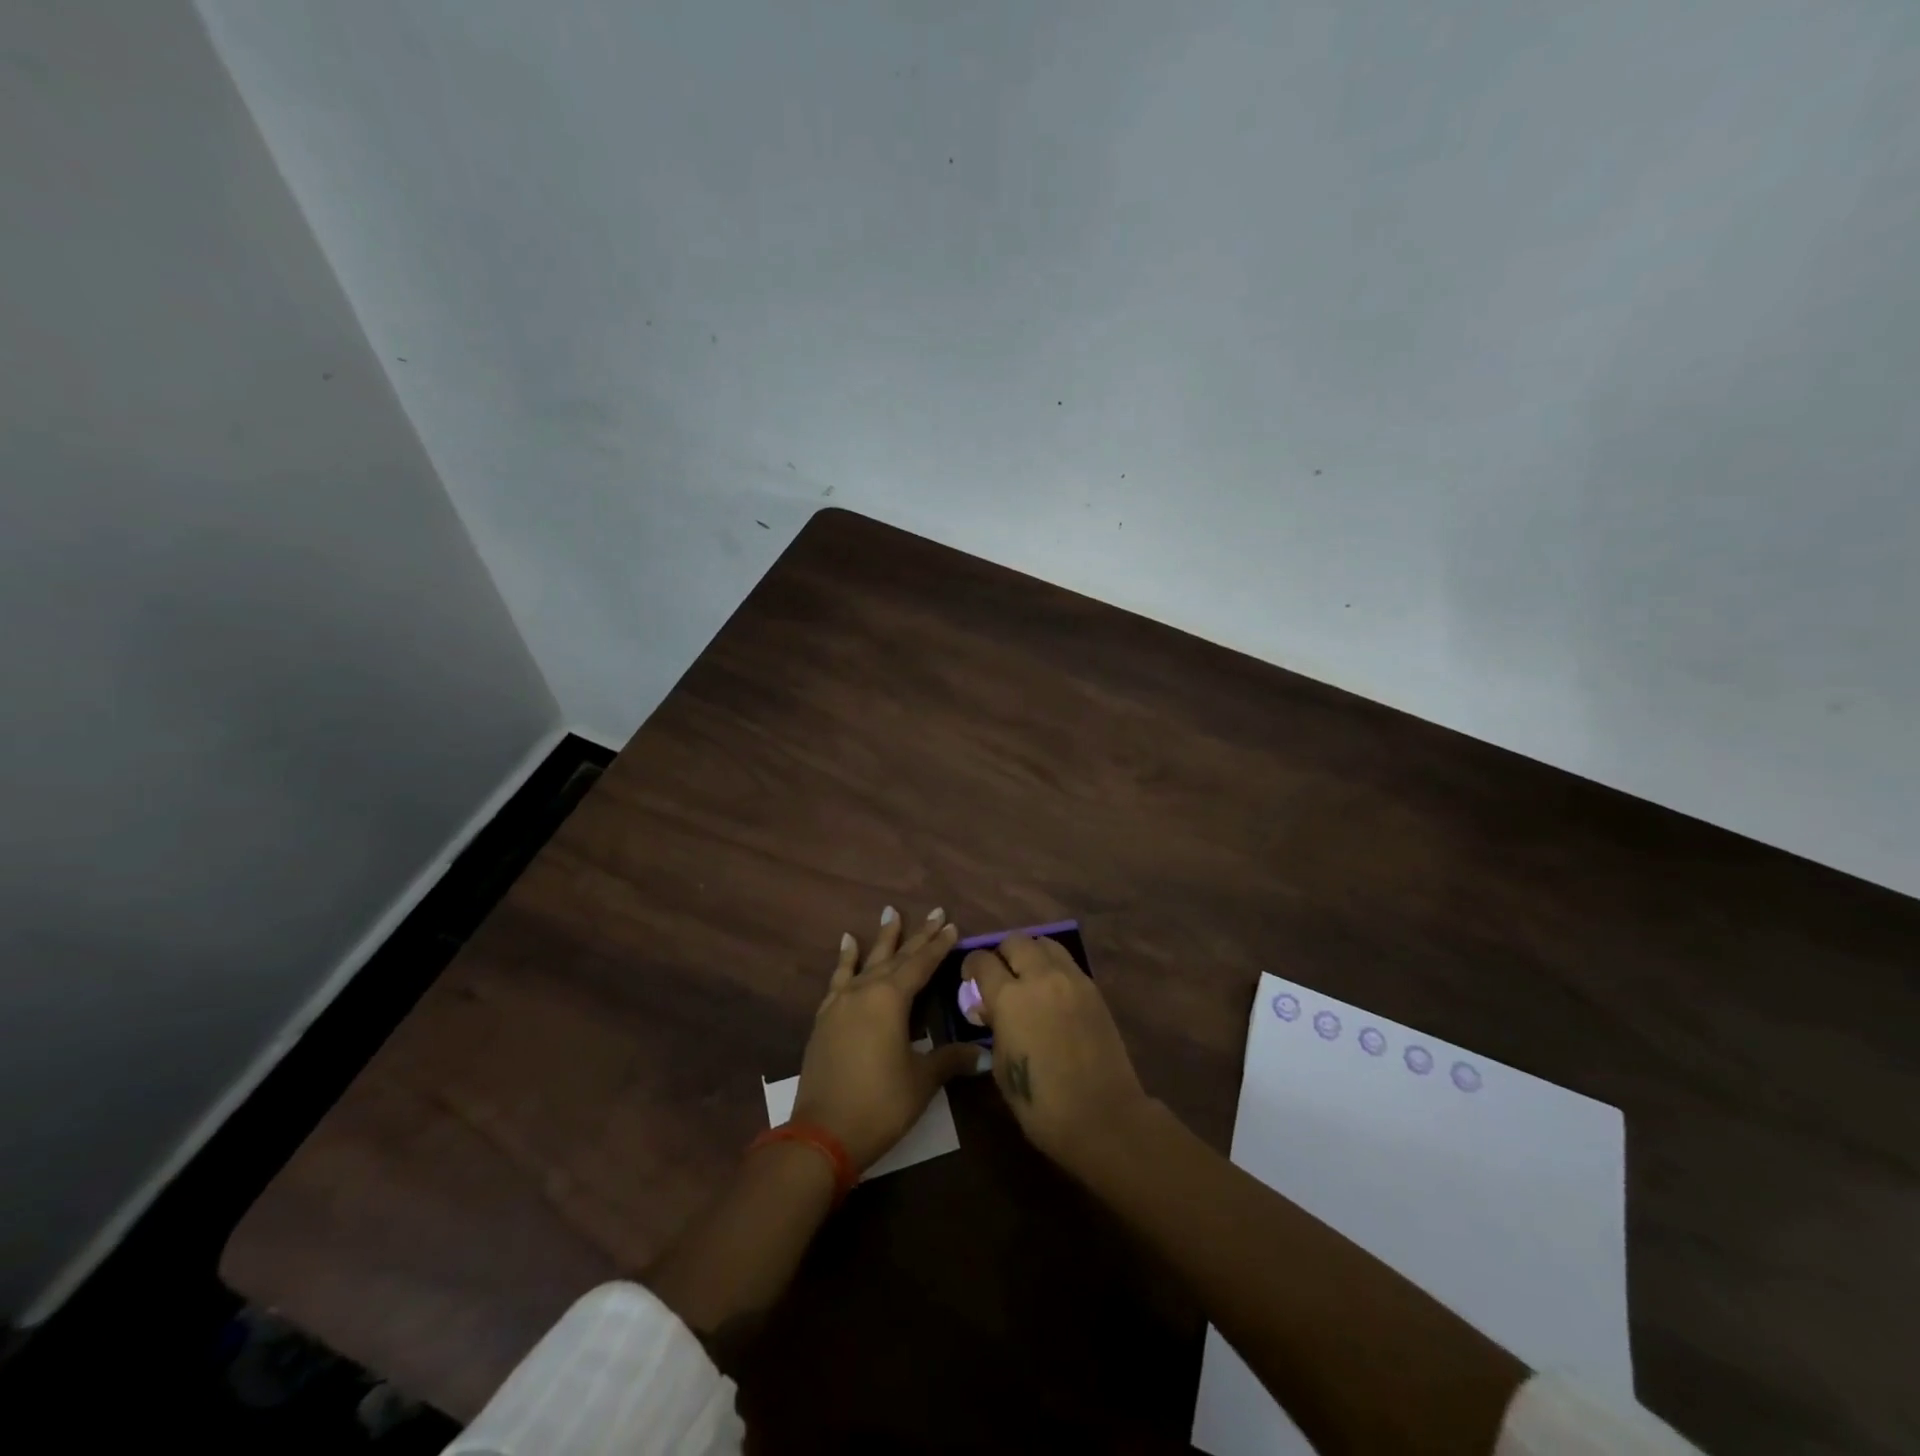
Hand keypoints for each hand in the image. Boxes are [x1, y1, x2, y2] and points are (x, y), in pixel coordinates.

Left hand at [793, 906, 986, 1168]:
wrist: (822, 1133)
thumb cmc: (880, 1103)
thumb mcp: (921, 1081)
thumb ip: (949, 1059)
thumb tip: (981, 1053)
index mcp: (891, 999)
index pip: (921, 964)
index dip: (938, 946)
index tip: (952, 925)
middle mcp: (865, 991)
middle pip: (896, 957)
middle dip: (918, 935)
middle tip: (935, 912)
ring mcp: (841, 1002)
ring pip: (867, 961)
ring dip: (882, 938)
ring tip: (889, 912)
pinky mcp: (825, 1018)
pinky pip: (838, 978)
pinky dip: (845, 960)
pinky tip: (847, 944)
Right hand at [963, 934, 1150, 1175]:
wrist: (1103, 1116)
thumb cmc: (1041, 1104)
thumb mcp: (1001, 1067)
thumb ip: (994, 1027)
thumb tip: (989, 1008)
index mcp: (1009, 998)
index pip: (982, 961)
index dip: (971, 966)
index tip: (970, 979)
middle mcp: (1040, 978)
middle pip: (1015, 941)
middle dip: (1002, 954)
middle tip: (1000, 976)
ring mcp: (1071, 979)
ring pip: (1045, 943)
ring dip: (1030, 954)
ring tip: (1028, 977)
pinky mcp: (1093, 988)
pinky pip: (1067, 962)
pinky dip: (1053, 966)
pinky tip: (1051, 992)